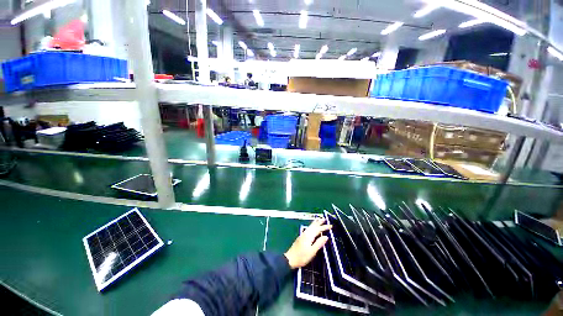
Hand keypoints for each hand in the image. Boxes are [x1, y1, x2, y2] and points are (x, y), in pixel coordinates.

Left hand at [284, 218, 332, 268]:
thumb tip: (326, 237)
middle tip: (324, 218)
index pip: (318, 229)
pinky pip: (308, 228)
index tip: (331, 225)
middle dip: (319, 222)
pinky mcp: (301, 237)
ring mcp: (303, 235)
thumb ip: (319, 243)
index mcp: (309, 236)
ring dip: (315, 223)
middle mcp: (306, 233)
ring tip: (319, 220)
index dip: (324, 227)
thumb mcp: (312, 251)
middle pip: (313, 226)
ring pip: (310, 226)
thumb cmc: (302, 256)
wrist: (290, 259)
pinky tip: (312, 227)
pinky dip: (312, 226)